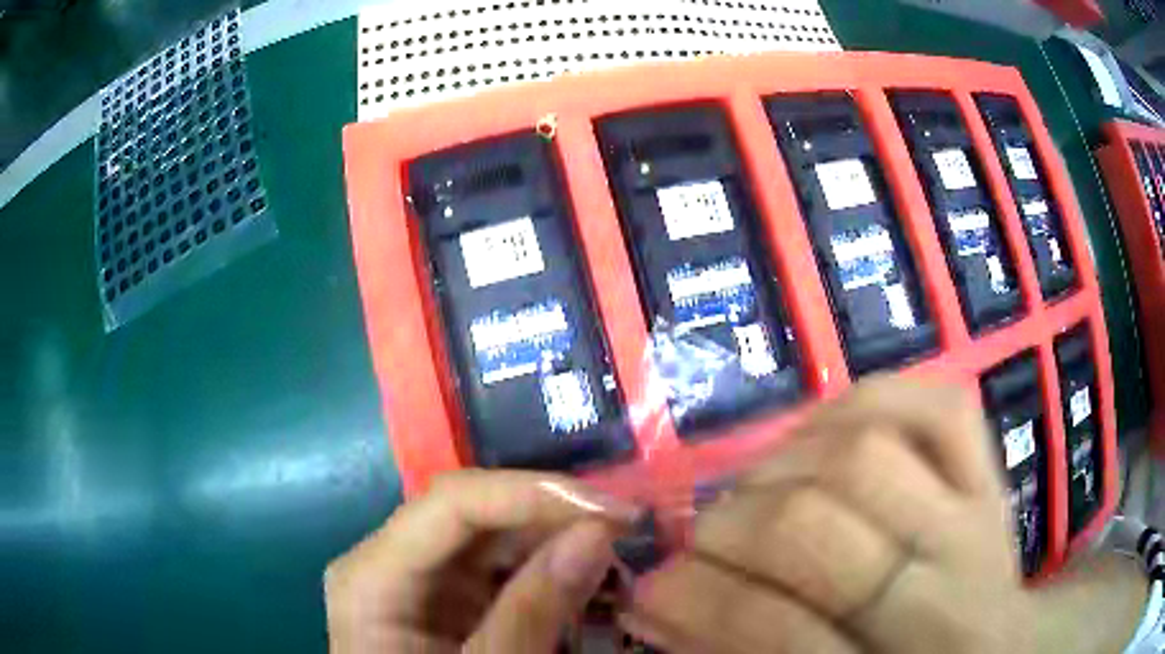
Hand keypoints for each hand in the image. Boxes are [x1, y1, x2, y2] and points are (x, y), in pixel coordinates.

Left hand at [325, 469, 637, 652]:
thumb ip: (532, 611)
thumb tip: (597, 532)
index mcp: (373, 577)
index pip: (452, 503)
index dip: (534, 493)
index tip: (615, 511)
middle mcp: (388, 561)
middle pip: (473, 513)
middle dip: (554, 517)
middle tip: (629, 530)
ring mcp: (417, 579)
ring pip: (492, 537)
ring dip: (557, 542)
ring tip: (620, 556)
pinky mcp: (444, 598)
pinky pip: (497, 569)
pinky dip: (546, 573)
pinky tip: (588, 583)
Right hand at [624, 377, 1033, 652]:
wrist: (993, 648)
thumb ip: (743, 650)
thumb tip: (656, 602)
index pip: (785, 633)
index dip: (704, 605)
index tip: (649, 590)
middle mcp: (951, 590)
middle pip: (818, 527)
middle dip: (734, 527)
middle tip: (701, 540)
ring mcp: (981, 518)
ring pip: (866, 451)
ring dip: (784, 466)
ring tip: (758, 493)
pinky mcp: (993, 472)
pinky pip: (934, 404)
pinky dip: (866, 402)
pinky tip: (827, 436)